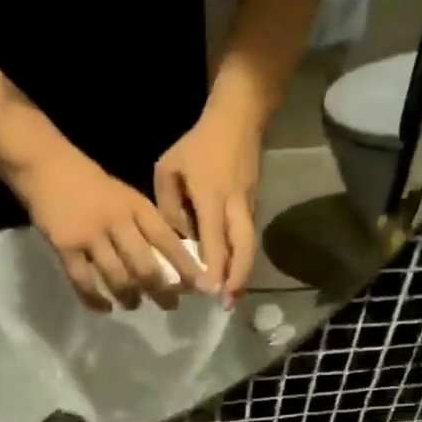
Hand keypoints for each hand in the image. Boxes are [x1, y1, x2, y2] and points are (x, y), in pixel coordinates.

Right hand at [12, 141, 203, 311]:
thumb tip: (170, 262)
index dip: (185, 267)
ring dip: (130, 297)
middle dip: (161, 291)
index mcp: (136, 207)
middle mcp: (117, 222)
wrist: (44, 164)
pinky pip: (84, 282)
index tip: (200, 287)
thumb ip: (144, 225)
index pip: (167, 240)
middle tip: (170, 305)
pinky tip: (104, 308)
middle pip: (145, 266)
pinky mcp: (65, 247)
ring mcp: (90, 235)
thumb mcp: (125, 196)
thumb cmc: (90, 184)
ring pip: (117, 278)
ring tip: (134, 304)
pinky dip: (95, 300)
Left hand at [154, 95, 262, 305]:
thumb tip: (178, 239)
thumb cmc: (197, 144)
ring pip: (248, 245)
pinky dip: (241, 259)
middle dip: (236, 277)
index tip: (208, 291)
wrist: (240, 117)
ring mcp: (248, 206)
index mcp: (211, 195)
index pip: (214, 237)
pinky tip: (233, 277)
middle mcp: (234, 205)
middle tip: (227, 304)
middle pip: (243, 247)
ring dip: (242, 273)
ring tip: (232, 299)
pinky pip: (247, 238)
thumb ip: (169, 206)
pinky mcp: (253, 207)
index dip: (213, 266)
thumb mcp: (169, 169)